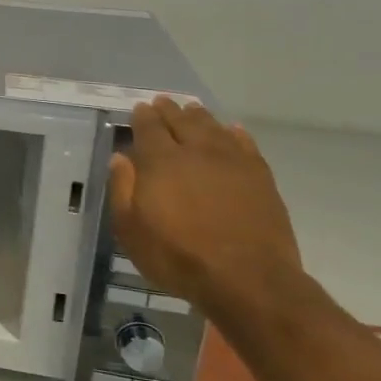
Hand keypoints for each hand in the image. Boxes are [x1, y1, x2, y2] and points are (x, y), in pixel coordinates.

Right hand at [108, 98, 307, 316]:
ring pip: (213, 127)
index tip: (140, 108)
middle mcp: (196, 151)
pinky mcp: (260, 177)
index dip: (143, 116)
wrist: (248, 279)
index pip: (149, 127)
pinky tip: (232, 131)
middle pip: (182, 121)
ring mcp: (233, 162)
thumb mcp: (131, 229)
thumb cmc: (178, 256)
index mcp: (161, 161)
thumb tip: (120, 158)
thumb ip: (122, 189)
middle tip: (163, 102)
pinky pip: (246, 144)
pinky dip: (235, 133)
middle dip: (170, 110)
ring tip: (192, 110)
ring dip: (200, 116)